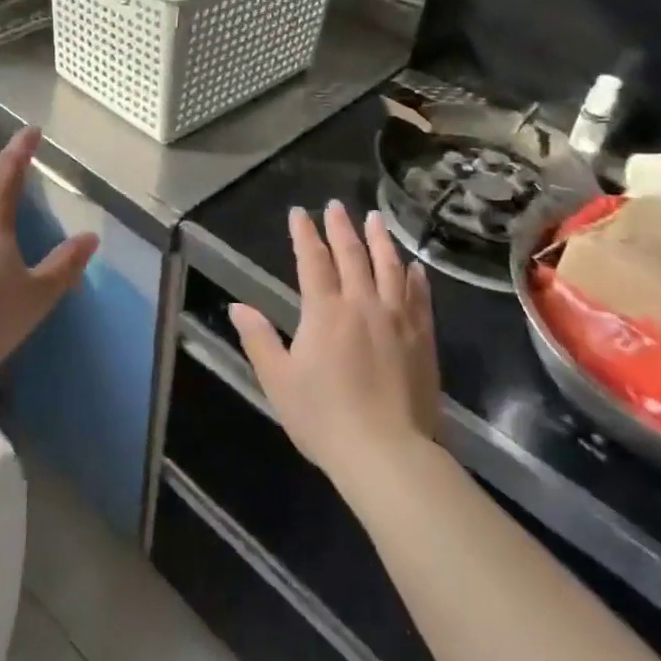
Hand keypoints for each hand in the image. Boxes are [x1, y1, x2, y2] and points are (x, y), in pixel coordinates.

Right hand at [230, 203, 440, 482]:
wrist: (388, 455)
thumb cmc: (324, 418)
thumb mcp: (278, 380)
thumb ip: (258, 339)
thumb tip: (237, 306)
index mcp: (325, 311)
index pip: (312, 260)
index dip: (304, 234)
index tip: (299, 213)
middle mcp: (363, 304)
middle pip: (352, 255)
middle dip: (341, 227)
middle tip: (336, 205)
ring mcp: (397, 320)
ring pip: (389, 268)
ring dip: (380, 240)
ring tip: (375, 219)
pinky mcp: (423, 340)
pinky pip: (419, 297)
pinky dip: (415, 277)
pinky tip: (414, 267)